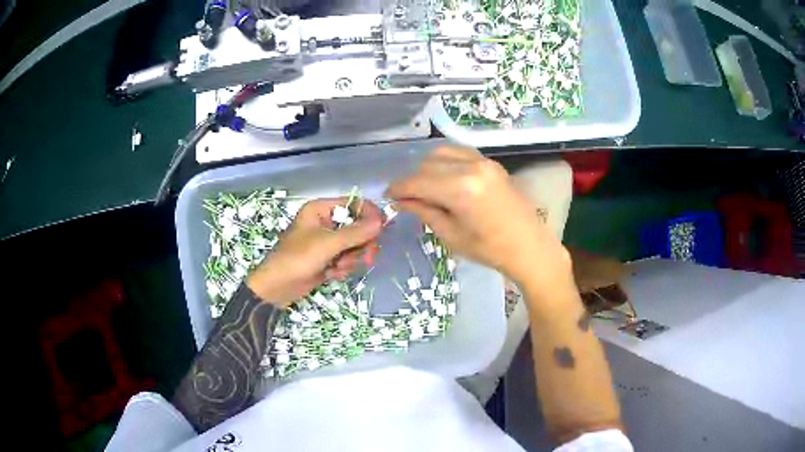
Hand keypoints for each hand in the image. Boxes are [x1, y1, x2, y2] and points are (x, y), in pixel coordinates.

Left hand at [246, 198, 382, 306]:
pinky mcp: (327, 258)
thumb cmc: (297, 259)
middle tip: (367, 257)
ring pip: (354, 245)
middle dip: (360, 245)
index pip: (354, 204)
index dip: (369, 216)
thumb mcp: (327, 244)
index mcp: (321, 210)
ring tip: (337, 267)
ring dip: (350, 259)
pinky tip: (331, 274)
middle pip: (358, 227)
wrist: (277, 287)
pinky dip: (342, 267)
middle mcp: (325, 222)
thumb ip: (355, 232)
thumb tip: (381, 221)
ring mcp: (326, 241)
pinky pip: (346, 258)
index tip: (381, 231)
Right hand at [385, 146, 570, 287]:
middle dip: (414, 180)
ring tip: (427, 189)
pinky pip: (460, 153)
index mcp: (460, 188)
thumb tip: (400, 201)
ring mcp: (483, 161)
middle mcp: (471, 167)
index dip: (399, 188)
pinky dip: (446, 162)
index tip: (388, 196)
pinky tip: (445, 179)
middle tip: (409, 199)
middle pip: (427, 164)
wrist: (529, 246)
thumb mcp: (451, 235)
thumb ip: (424, 211)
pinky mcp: (491, 163)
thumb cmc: (490, 249)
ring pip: (442, 153)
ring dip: (429, 168)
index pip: (418, 181)